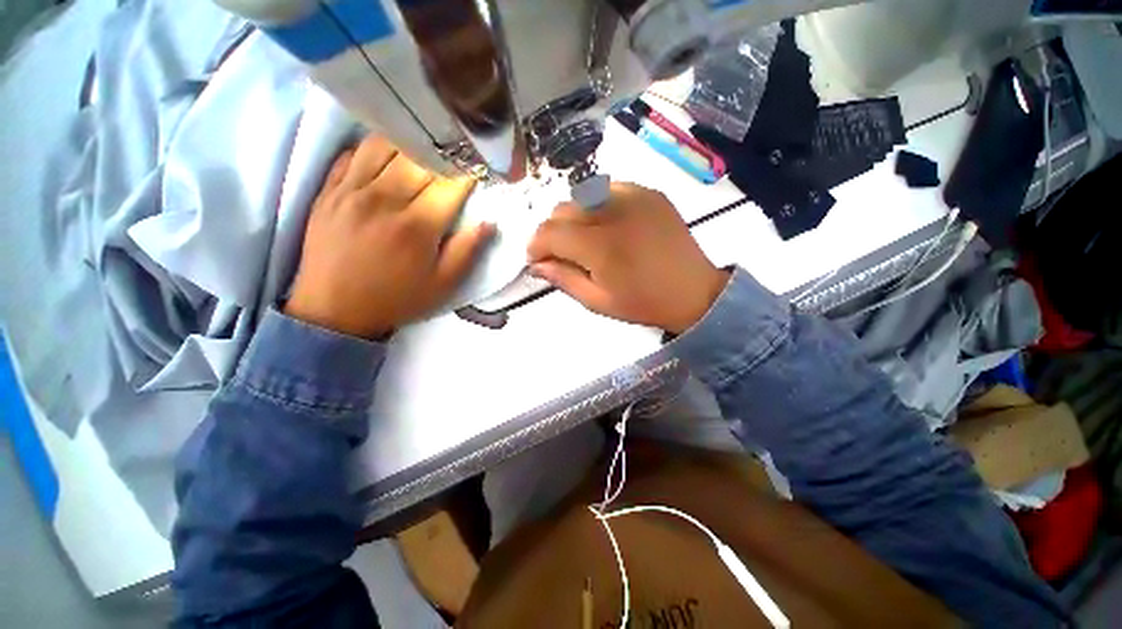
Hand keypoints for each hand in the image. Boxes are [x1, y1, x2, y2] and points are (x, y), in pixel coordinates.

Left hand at [285, 136, 493, 338]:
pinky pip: (353, 154)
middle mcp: (385, 200)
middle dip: (443, 155)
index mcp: (417, 226)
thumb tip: (489, 223)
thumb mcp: (443, 284)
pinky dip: (375, 149)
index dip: (468, 174)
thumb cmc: (397, 298)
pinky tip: (388, 157)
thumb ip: (467, 251)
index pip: (450, 185)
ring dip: (410, 144)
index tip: (478, 170)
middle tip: (454, 159)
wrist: (334, 310)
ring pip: (385, 146)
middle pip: (420, 159)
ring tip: (423, 152)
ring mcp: (352, 191)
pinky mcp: (329, 191)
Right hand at [527, 183, 727, 333]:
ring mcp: (633, 196)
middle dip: (552, 232)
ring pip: (582, 195)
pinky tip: (607, 225)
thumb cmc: (643, 303)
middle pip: (562, 210)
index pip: (549, 232)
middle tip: (561, 253)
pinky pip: (608, 190)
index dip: (535, 246)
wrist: (694, 291)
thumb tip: (536, 264)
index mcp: (599, 245)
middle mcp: (612, 211)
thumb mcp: (597, 301)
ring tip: (584, 239)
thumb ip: (563, 279)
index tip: (537, 260)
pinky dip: (598, 205)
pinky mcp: (648, 192)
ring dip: (574, 217)